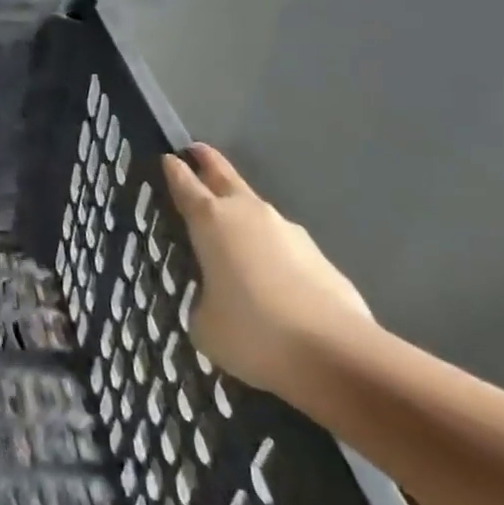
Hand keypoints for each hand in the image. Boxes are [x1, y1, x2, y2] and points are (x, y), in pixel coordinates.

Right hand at [161, 144, 372, 395]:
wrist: (335, 354)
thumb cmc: (251, 331)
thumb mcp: (203, 323)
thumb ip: (202, 302)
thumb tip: (216, 301)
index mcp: (211, 222)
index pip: (185, 185)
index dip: (174, 171)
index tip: (168, 157)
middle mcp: (249, 215)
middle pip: (225, 177)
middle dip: (208, 163)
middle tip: (197, 150)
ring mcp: (289, 232)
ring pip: (256, 212)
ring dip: (242, 214)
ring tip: (230, 233)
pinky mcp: (318, 256)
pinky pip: (282, 246)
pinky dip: (269, 252)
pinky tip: (268, 278)